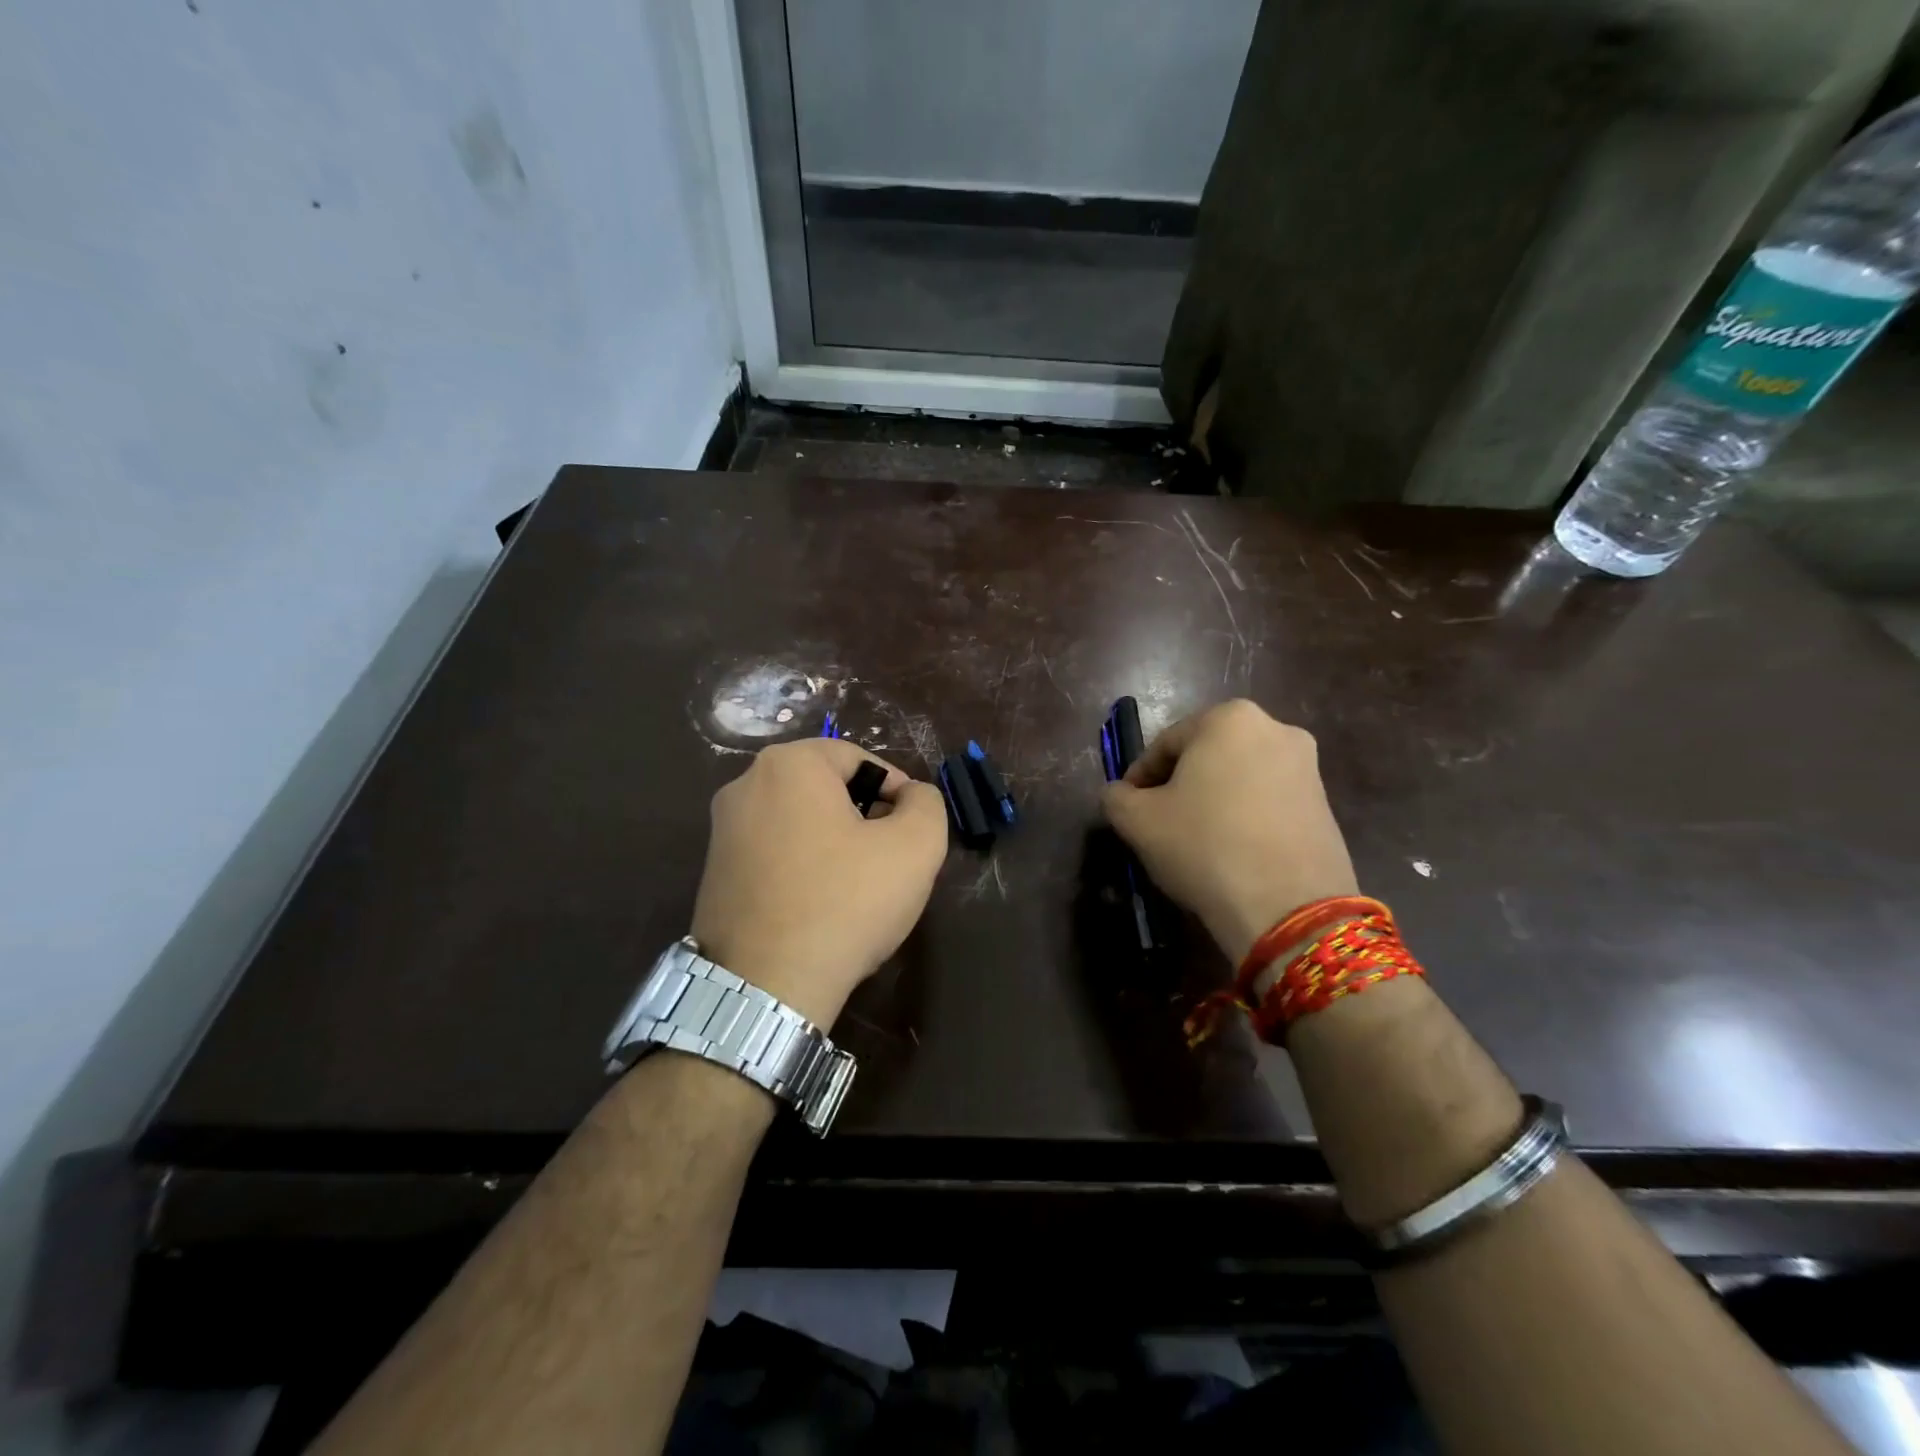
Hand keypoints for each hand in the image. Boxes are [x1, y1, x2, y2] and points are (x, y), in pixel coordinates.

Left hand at [690, 738, 947, 1025]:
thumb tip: (911, 797)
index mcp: (788, 764)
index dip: (897, 791)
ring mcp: (721, 831)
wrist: (765, 987)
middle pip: (827, 788)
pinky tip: (821, 907)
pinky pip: (774, 853)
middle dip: (865, 817)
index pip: (860, 760)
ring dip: (836, 843)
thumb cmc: (846, 902)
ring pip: (801, 822)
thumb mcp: (916, 846)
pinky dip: (804, 867)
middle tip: (890, 859)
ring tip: (859, 888)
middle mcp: (745, 785)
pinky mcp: (714, 873)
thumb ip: (926, 803)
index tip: (911, 832)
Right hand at [1101, 700, 1358, 963]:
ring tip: (1194, 842)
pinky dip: (1244, 818)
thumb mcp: (1136, 821)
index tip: (1128, 809)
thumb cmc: (1203, 846)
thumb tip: (1120, 794)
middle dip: (1179, 786)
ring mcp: (1308, 767)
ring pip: (1238, 779)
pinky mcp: (1326, 805)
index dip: (1139, 778)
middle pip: (1206, 757)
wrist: (1288, 908)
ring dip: (1212, 802)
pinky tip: (1230, 853)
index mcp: (1228, 718)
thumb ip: (1116, 797)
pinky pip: (1268, 802)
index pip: (1165, 744)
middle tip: (1159, 824)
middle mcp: (1275, 729)